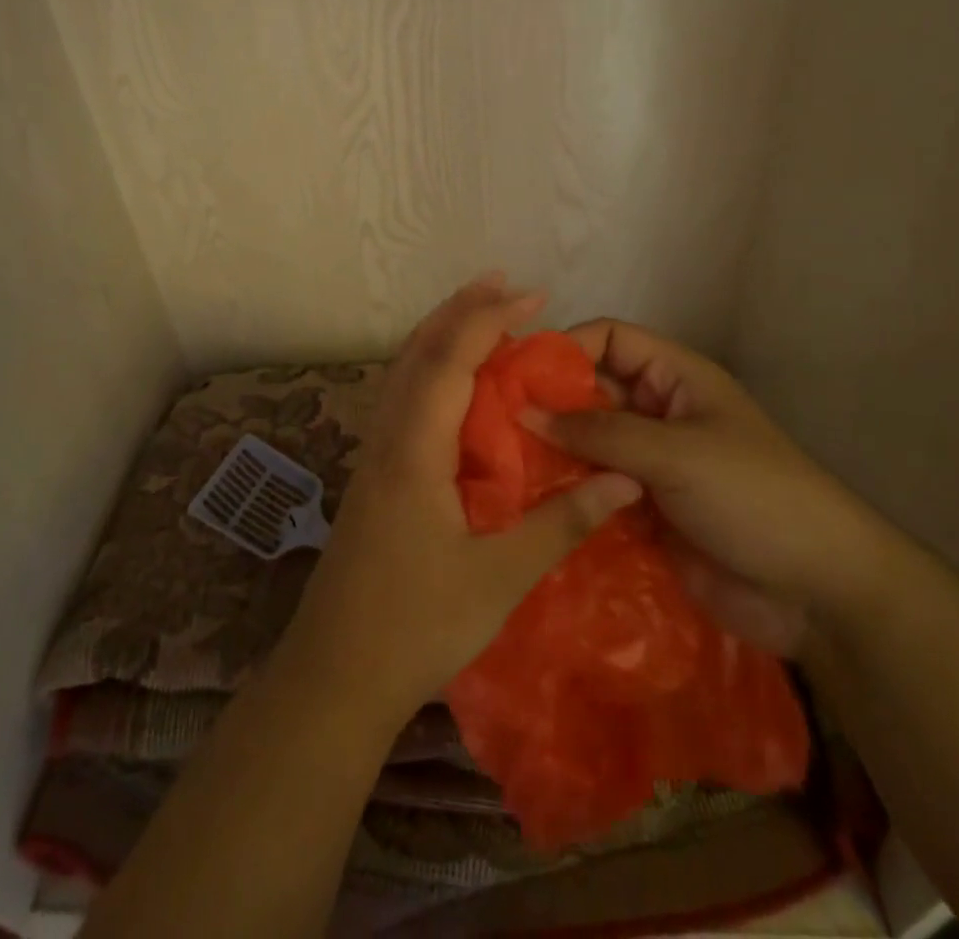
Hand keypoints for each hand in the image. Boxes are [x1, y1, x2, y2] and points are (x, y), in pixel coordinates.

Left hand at [275, 278, 642, 722]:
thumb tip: (623, 481)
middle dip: (460, 311)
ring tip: (479, 315)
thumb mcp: (498, 578)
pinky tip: (452, 386)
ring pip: (403, 372)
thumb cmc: (417, 626)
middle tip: (503, 283)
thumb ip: (561, 524)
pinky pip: (401, 399)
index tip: (532, 296)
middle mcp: (387, 438)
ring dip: (440, 335)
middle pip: (418, 352)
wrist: (335, 675)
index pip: (450, 362)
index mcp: (414, 450)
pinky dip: (429, 370)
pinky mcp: (373, 476)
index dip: (489, 321)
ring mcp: (374, 455)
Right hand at [526, 319, 888, 656]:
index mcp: (674, 378)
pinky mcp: (643, 510)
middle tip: (491, 422)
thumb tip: (524, 410)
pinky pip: (594, 489)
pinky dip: (566, 493)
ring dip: (551, 451)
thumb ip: (599, 432)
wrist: (818, 592)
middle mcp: (657, 412)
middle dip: (548, 402)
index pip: (610, 338)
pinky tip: (526, 505)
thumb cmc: (753, 497)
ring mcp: (649, 463)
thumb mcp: (676, 453)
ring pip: (587, 443)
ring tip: (499, 464)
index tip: (517, 373)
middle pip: (591, 391)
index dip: (566, 347)